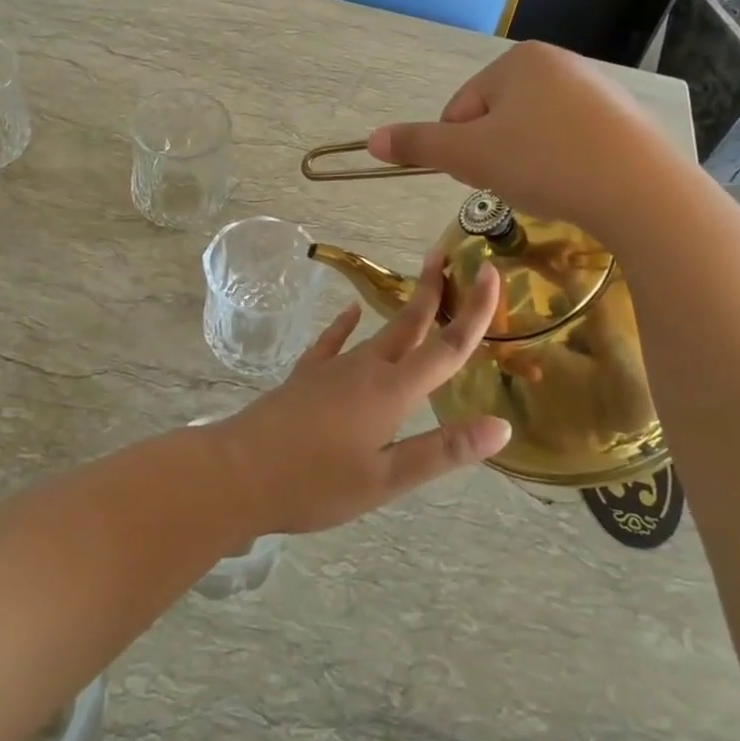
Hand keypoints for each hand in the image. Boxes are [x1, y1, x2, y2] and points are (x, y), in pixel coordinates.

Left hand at [208, 253, 509, 533]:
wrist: (238, 472)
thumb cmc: (315, 484)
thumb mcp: (386, 479)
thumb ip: (442, 450)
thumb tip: (501, 425)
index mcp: (392, 392)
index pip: (446, 346)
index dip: (475, 311)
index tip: (492, 273)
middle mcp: (365, 369)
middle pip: (409, 324)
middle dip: (432, 291)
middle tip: (447, 256)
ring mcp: (331, 368)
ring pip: (378, 332)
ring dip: (402, 311)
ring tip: (419, 290)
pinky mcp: (305, 376)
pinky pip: (333, 342)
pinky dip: (346, 325)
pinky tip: (351, 312)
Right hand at [366, 40, 671, 227]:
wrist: (641, 192)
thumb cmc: (544, 162)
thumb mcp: (470, 156)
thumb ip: (418, 144)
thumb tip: (370, 140)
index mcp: (517, 60)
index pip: (460, 108)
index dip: (462, 148)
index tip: (485, 173)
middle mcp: (557, 63)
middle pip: (495, 118)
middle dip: (494, 153)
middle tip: (515, 182)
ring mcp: (594, 89)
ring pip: (531, 132)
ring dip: (524, 161)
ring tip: (546, 186)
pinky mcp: (621, 119)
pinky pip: (568, 140)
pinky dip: (560, 164)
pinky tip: (574, 184)